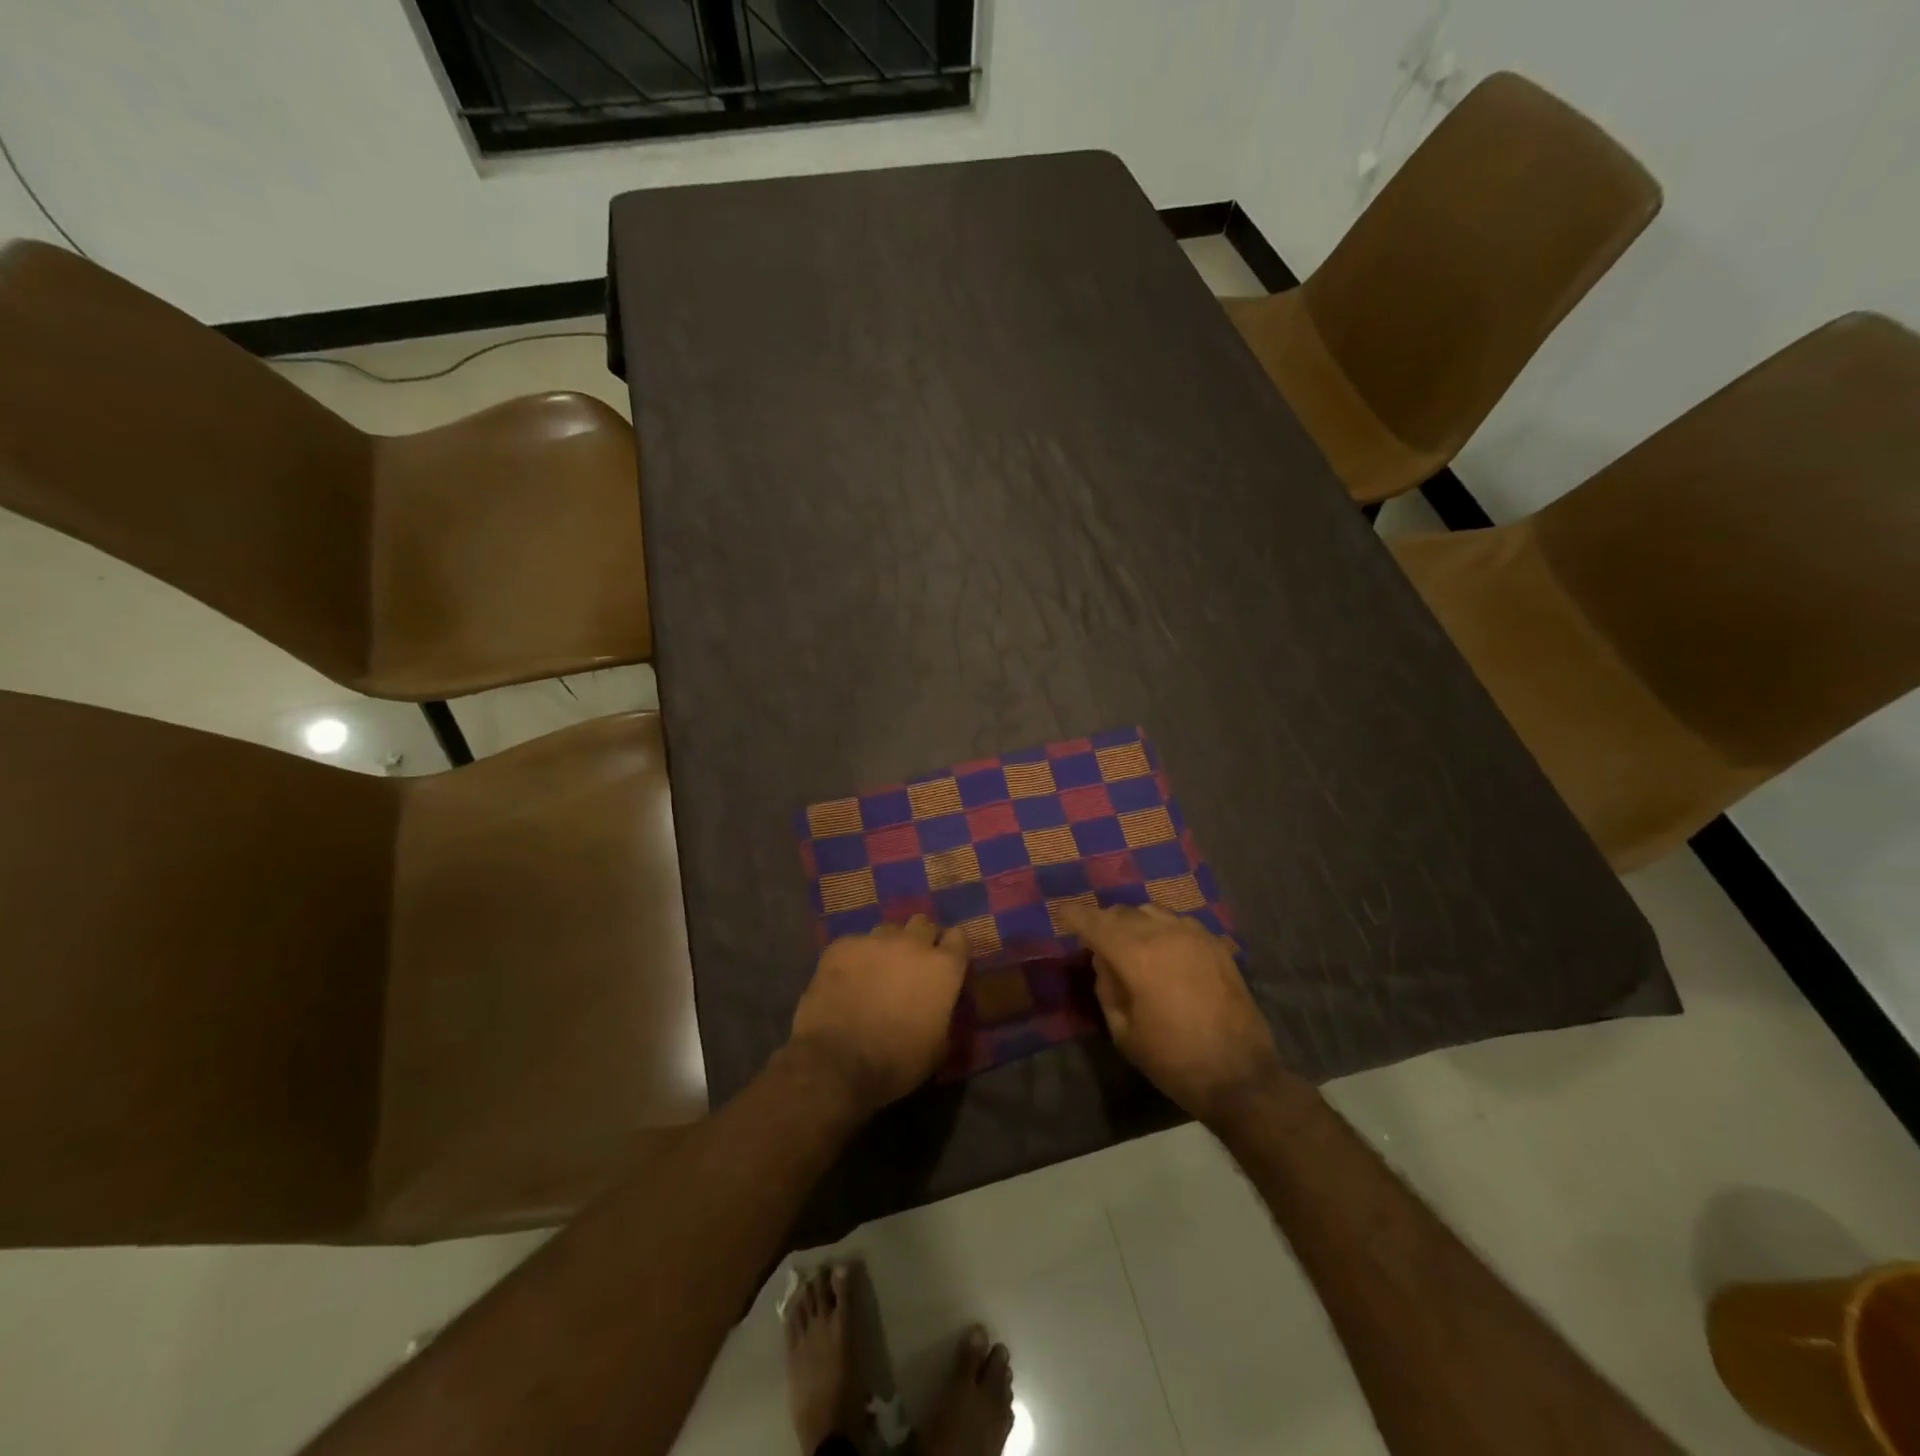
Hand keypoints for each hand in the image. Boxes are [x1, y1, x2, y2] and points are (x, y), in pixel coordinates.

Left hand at [788, 915, 967, 1114]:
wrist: (837, 1063)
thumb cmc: (897, 1062)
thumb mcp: (938, 1048)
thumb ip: (945, 1016)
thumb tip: (940, 1007)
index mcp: (943, 968)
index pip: (959, 938)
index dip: (952, 950)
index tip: (946, 964)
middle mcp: (912, 944)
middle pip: (923, 924)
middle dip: (921, 940)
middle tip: (911, 965)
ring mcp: (874, 940)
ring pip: (888, 930)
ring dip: (889, 946)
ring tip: (877, 970)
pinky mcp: (842, 946)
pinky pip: (855, 943)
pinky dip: (855, 957)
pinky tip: (846, 979)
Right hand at [1062, 902, 1290, 1123]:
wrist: (1241, 1076)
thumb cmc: (1174, 1060)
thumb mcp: (1124, 1033)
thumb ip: (1107, 989)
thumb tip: (1103, 962)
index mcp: (1136, 955)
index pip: (1095, 922)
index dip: (1075, 916)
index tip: (1063, 915)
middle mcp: (1164, 933)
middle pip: (1123, 912)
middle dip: (1104, 921)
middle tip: (1095, 940)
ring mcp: (1194, 935)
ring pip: (1152, 912)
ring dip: (1134, 922)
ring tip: (1131, 943)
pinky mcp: (1217, 945)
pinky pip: (1180, 923)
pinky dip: (1163, 929)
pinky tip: (1164, 951)